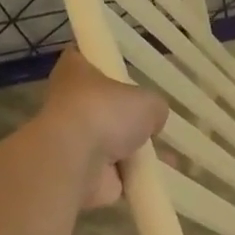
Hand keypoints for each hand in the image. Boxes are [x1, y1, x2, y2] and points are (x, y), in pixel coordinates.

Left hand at [37, 50, 168, 208]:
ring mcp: (74, 140)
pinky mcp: (81, 172)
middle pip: (101, 105)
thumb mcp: (148, 101)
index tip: (125, 72)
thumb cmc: (106, 113)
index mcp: (75, 71)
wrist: (76, 161)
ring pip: (108, 142)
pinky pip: (115, 172)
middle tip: (153, 120)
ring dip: (133, 150)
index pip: (85, 58)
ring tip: (166, 153)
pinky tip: (159, 176)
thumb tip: (153, 121)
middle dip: (124, 116)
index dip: (105, 64)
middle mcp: (69, 103)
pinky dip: (134, 176)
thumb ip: (153, 107)